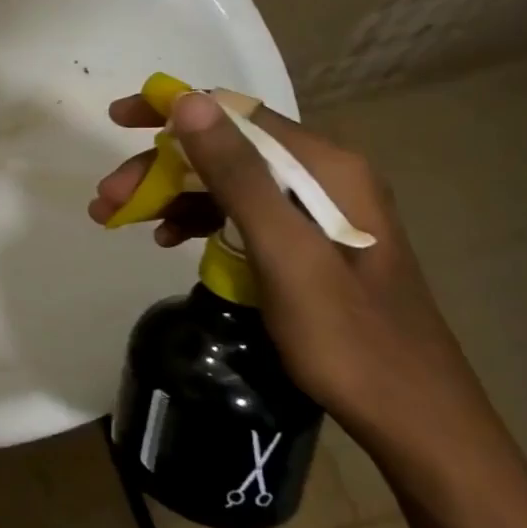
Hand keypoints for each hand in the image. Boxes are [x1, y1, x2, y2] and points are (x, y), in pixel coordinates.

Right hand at [91, 91, 504, 471]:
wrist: (419, 426)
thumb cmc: (350, 341)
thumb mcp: (284, 253)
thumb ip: (236, 174)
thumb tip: (187, 101)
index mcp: (325, 166)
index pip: (233, 112)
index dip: (171, 110)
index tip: (118, 120)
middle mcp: (323, 176)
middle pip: (224, 150)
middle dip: (159, 168)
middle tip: (107, 199)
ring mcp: (317, 210)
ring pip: (225, 182)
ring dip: (170, 195)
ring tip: (120, 221)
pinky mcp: (309, 243)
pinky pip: (241, 214)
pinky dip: (199, 220)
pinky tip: (168, 240)